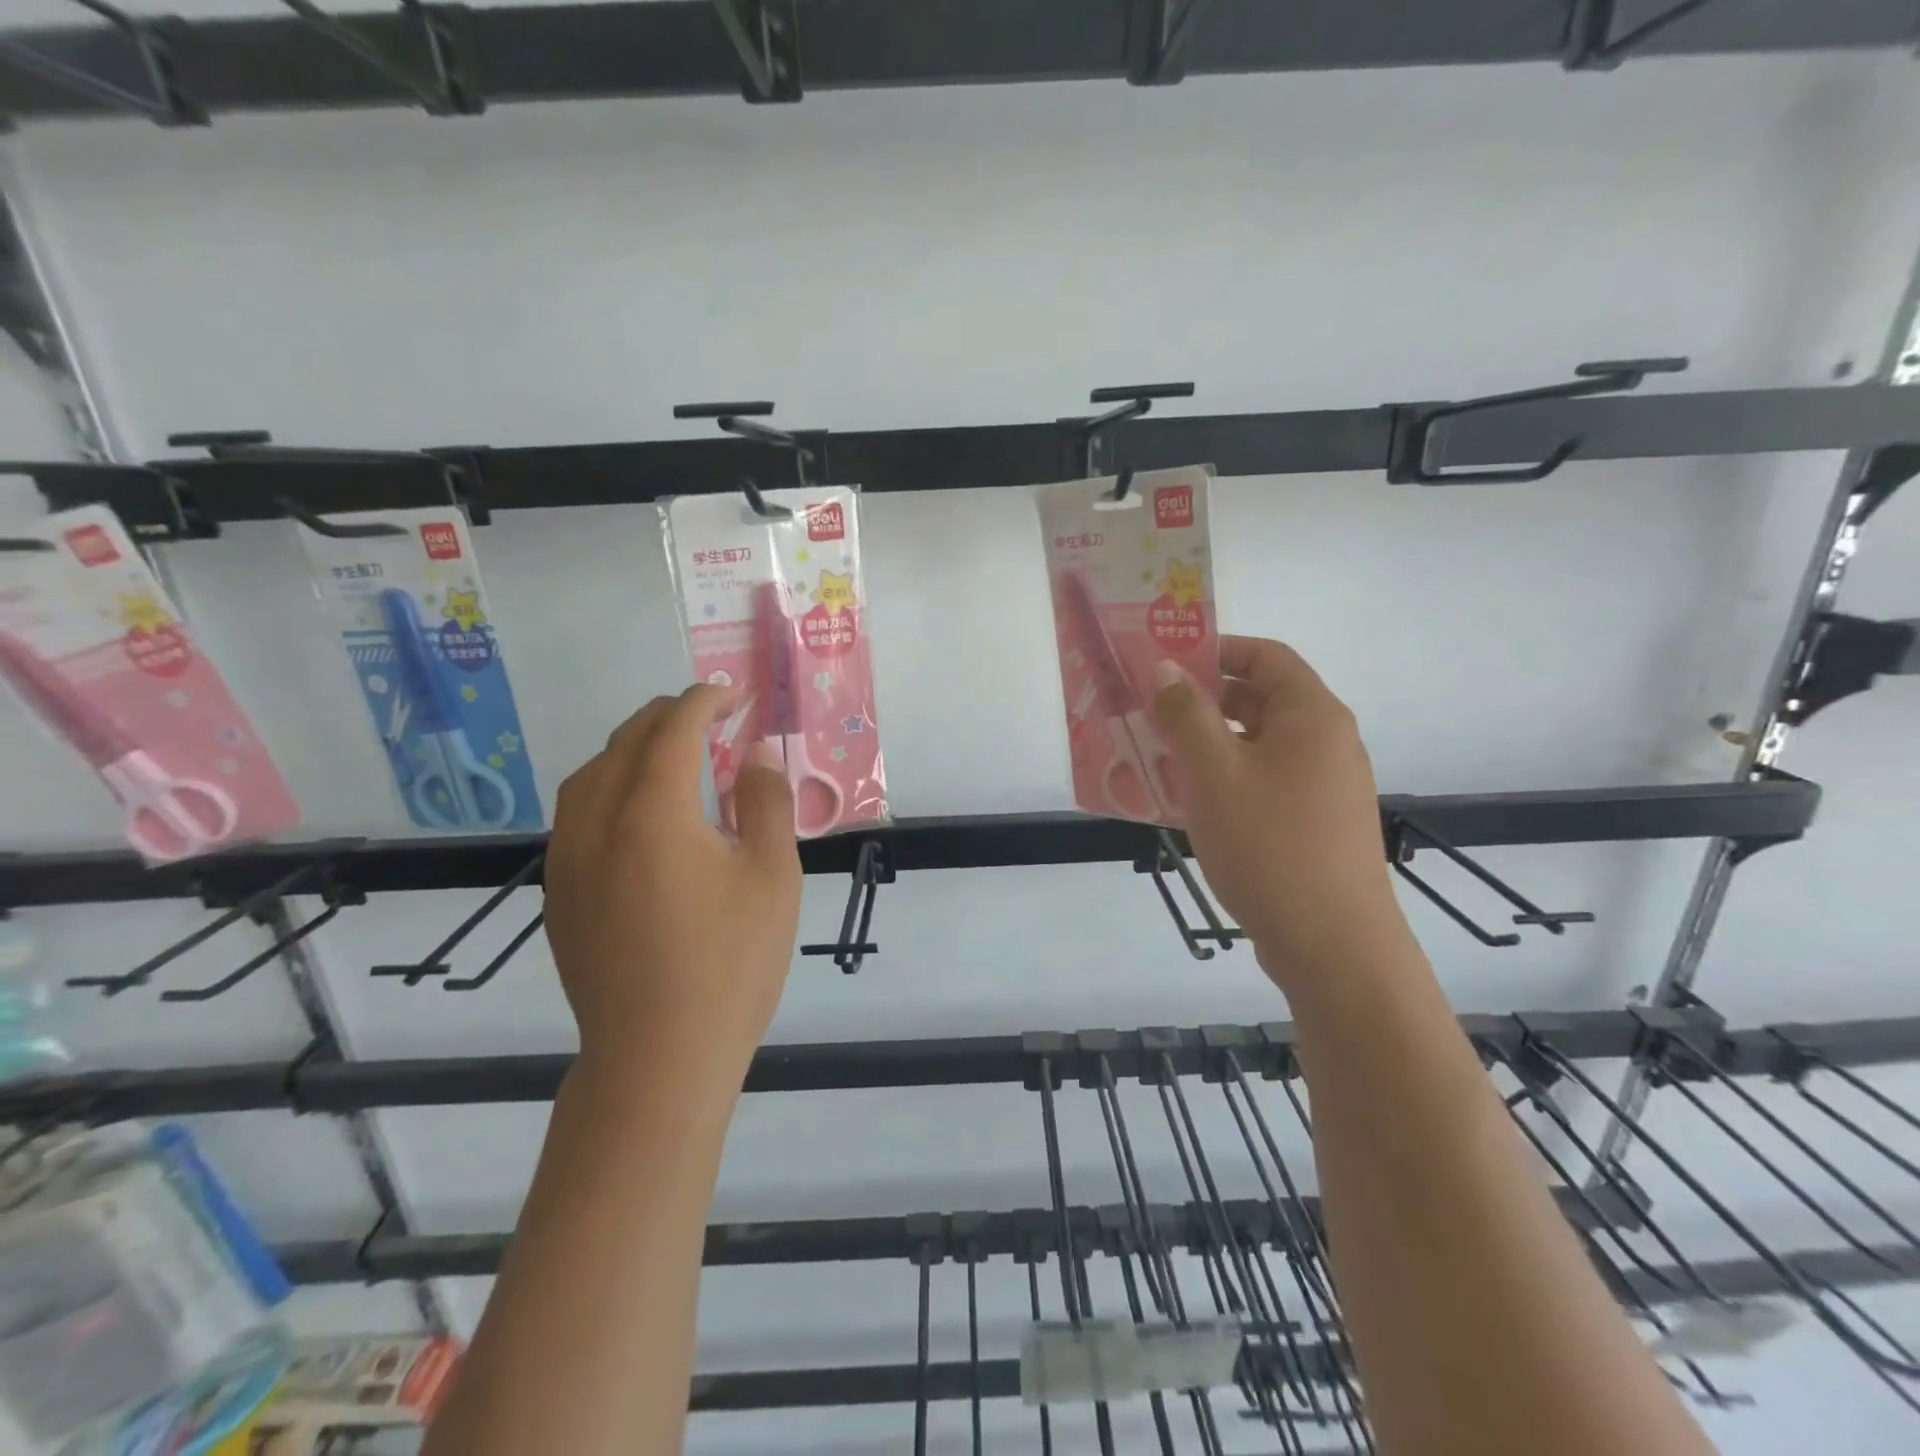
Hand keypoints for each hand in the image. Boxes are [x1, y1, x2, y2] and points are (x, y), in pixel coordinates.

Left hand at [544, 685, 801, 1088]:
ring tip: (674, 754)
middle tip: (712, 718)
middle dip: (669, 716)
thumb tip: (755, 754)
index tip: (734, 696)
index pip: (673, 728)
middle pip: (625, 742)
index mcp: (651, 812)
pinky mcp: (560, 893)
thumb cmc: (730, 964)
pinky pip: (577, 813)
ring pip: (590, 775)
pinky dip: (610, 787)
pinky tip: (640, 812)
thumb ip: (765, 801)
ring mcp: (567, 860)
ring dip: (633, 748)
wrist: (657, 1059)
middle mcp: (595, 823)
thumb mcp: (772, 876)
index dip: (705, 701)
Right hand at [1150, 637, 1406, 985]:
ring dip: (1204, 745)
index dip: (1216, 650)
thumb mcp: (1215, 773)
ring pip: (1254, 747)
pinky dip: (1221, 782)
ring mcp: (1321, 788)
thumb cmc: (1270, 845)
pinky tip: (1180, 802)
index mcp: (1312, 716)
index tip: (1165, 662)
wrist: (1332, 946)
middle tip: (1146, 710)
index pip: (1265, 656)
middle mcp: (1324, 743)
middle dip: (1201, 702)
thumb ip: (1187, 715)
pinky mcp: (1310, 826)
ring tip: (1151, 756)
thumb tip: (1165, 667)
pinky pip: (1260, 784)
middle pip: (1258, 701)